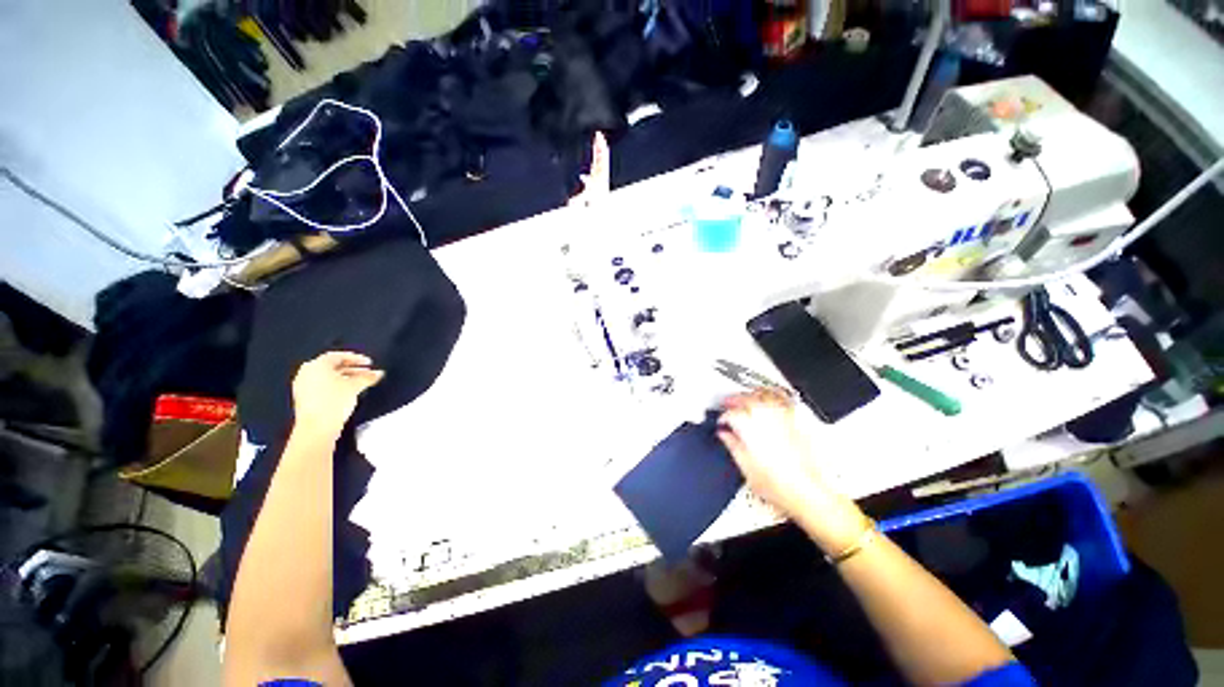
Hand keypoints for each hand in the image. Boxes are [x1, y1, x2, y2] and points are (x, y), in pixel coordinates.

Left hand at [291, 352, 384, 438]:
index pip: (338, 356)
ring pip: (328, 377)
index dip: (356, 358)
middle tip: (368, 373)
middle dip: (352, 368)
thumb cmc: (335, 400)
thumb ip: (367, 377)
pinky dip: (336, 385)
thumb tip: (379, 373)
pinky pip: (322, 385)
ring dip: (345, 377)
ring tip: (361, 383)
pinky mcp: (304, 398)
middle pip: (332, 366)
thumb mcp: (354, 386)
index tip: (370, 363)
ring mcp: (303, 385)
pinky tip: (348, 392)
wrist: (316, 427)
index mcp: (317, 365)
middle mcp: (307, 372)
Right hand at [718, 391, 865, 549]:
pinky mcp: (795, 424)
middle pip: (746, 399)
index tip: (721, 422)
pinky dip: (771, 398)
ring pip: (764, 397)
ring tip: (744, 398)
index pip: (731, 414)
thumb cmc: (779, 486)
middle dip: (734, 400)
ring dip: (751, 395)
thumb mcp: (745, 467)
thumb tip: (725, 435)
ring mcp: (783, 420)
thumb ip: (732, 446)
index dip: (723, 417)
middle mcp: (767, 420)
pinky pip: (781, 402)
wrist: (808, 494)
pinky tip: (768, 400)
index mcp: (750, 429)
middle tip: (727, 404)